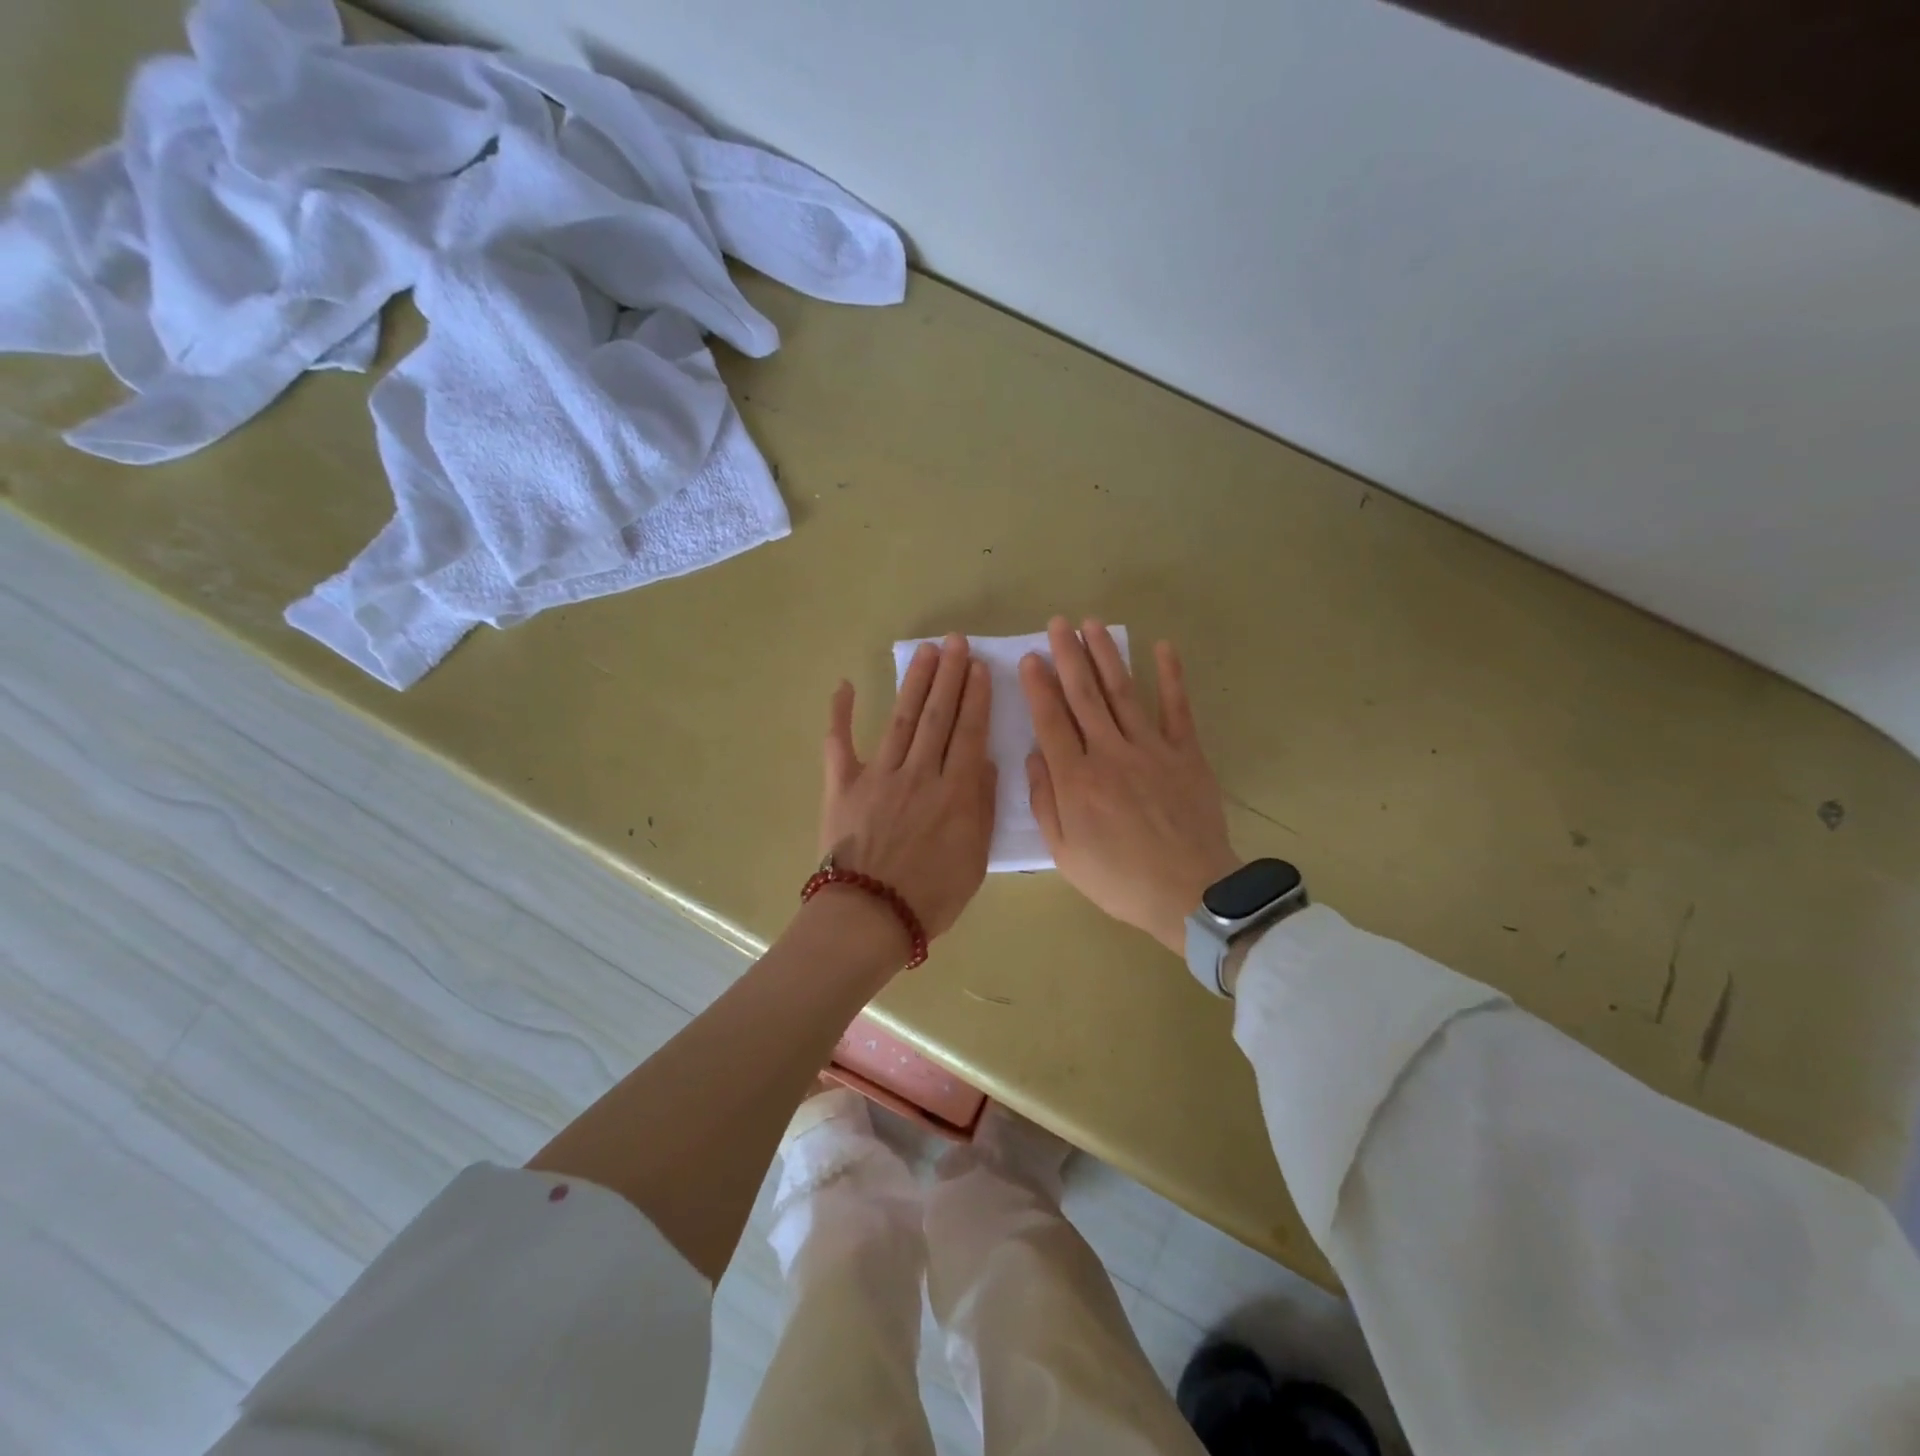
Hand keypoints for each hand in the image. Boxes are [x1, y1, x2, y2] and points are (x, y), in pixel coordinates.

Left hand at [819, 634, 996, 945]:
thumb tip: (984, 761)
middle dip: (949, 676)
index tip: (980, 667)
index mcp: (955, 792)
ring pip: (901, 718)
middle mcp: (919, 773)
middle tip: (955, 642)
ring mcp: (878, 775)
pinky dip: (840, 714)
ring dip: (914, 683)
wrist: (871, 916)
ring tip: (925, 652)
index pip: (969, 732)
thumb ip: (982, 807)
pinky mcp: (843, 785)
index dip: (976, 697)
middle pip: (937, 716)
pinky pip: (839, 743)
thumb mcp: (975, 858)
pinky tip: (845, 685)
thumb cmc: (931, 896)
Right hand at [1020, 617, 1239, 953]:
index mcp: (1077, 780)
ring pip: (1123, 693)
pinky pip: (1178, 709)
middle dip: (1068, 657)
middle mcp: (1109, 754)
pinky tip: (1162, 648)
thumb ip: (1046, 802)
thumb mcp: (1065, 853)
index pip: (1051, 721)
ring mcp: (1151, 749)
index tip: (1030, 658)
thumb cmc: (1119, 879)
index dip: (1038, 687)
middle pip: (1084, 696)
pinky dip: (1171, 677)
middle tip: (1057, 624)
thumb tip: (1033, 756)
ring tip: (1093, 624)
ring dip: (1106, 656)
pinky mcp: (1186, 754)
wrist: (1189, 893)